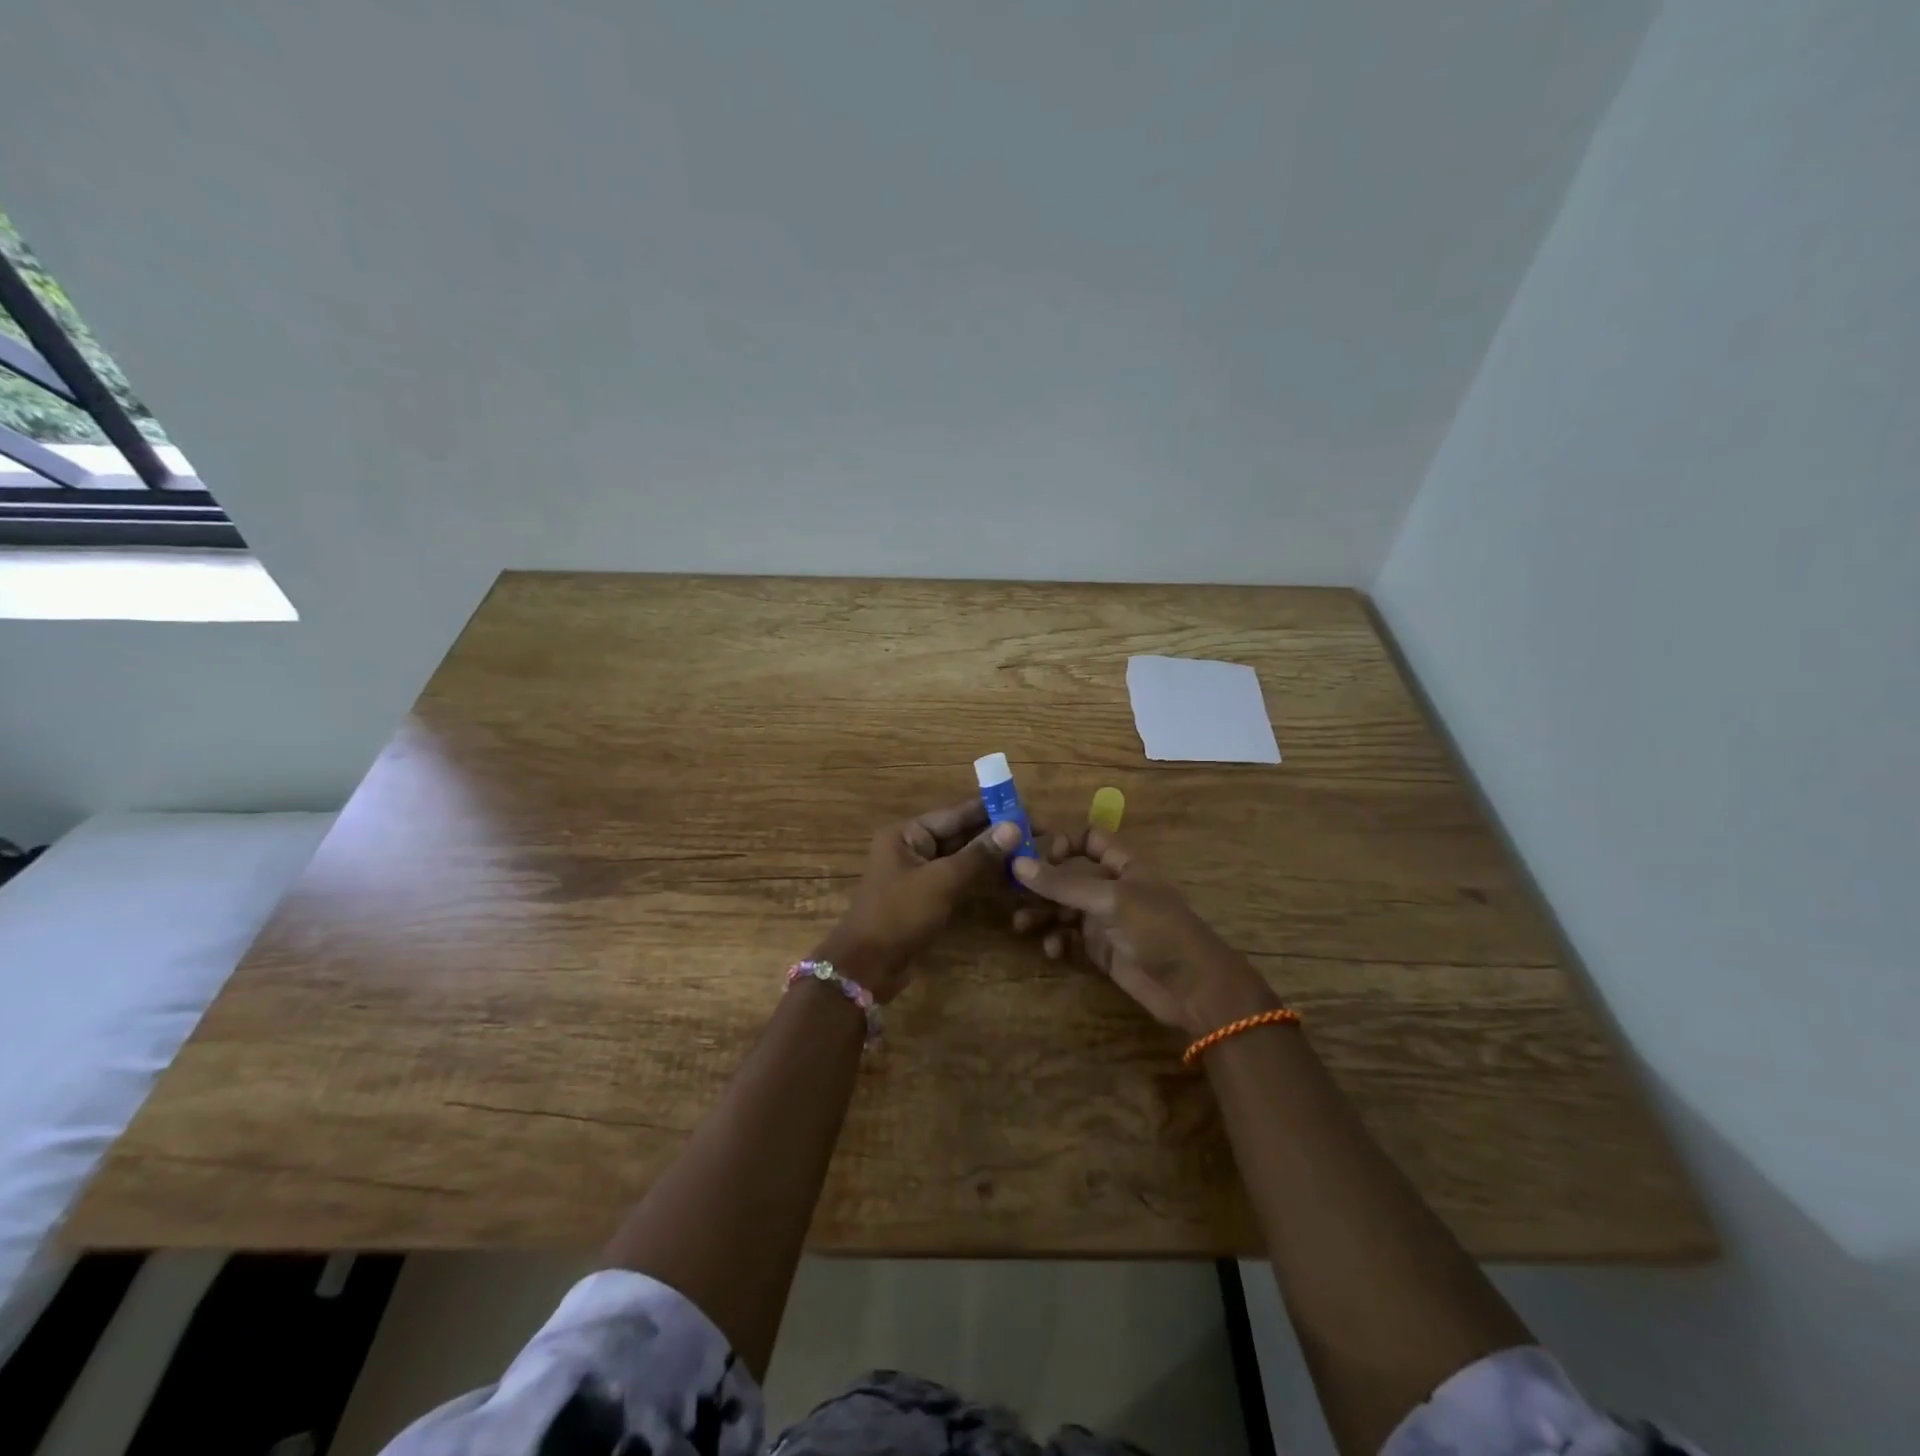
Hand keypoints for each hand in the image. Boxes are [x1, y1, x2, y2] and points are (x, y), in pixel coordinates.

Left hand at [816, 800, 1022, 1002]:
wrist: (867, 967)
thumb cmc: (900, 915)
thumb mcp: (942, 882)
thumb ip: (979, 854)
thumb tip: (1014, 826)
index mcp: (907, 833)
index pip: (956, 813)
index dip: (992, 810)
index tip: (1027, 808)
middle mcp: (912, 847)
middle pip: (960, 833)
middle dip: (995, 833)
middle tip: (1036, 832)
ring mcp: (919, 873)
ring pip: (961, 856)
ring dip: (991, 855)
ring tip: (1030, 850)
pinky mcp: (926, 897)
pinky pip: (957, 878)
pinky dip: (980, 876)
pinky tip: (1009, 876)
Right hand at [1010, 827, 1279, 1036]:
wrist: (1192, 988)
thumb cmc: (1157, 930)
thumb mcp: (1109, 900)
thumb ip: (1063, 883)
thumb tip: (1018, 864)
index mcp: (1123, 864)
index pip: (1088, 838)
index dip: (1061, 841)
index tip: (1031, 854)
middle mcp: (1112, 887)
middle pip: (1069, 874)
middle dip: (1041, 882)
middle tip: (1009, 891)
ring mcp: (1106, 919)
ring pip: (1064, 908)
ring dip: (1042, 913)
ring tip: (1021, 925)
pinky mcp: (1101, 950)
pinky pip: (1070, 938)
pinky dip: (1057, 940)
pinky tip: (1051, 949)